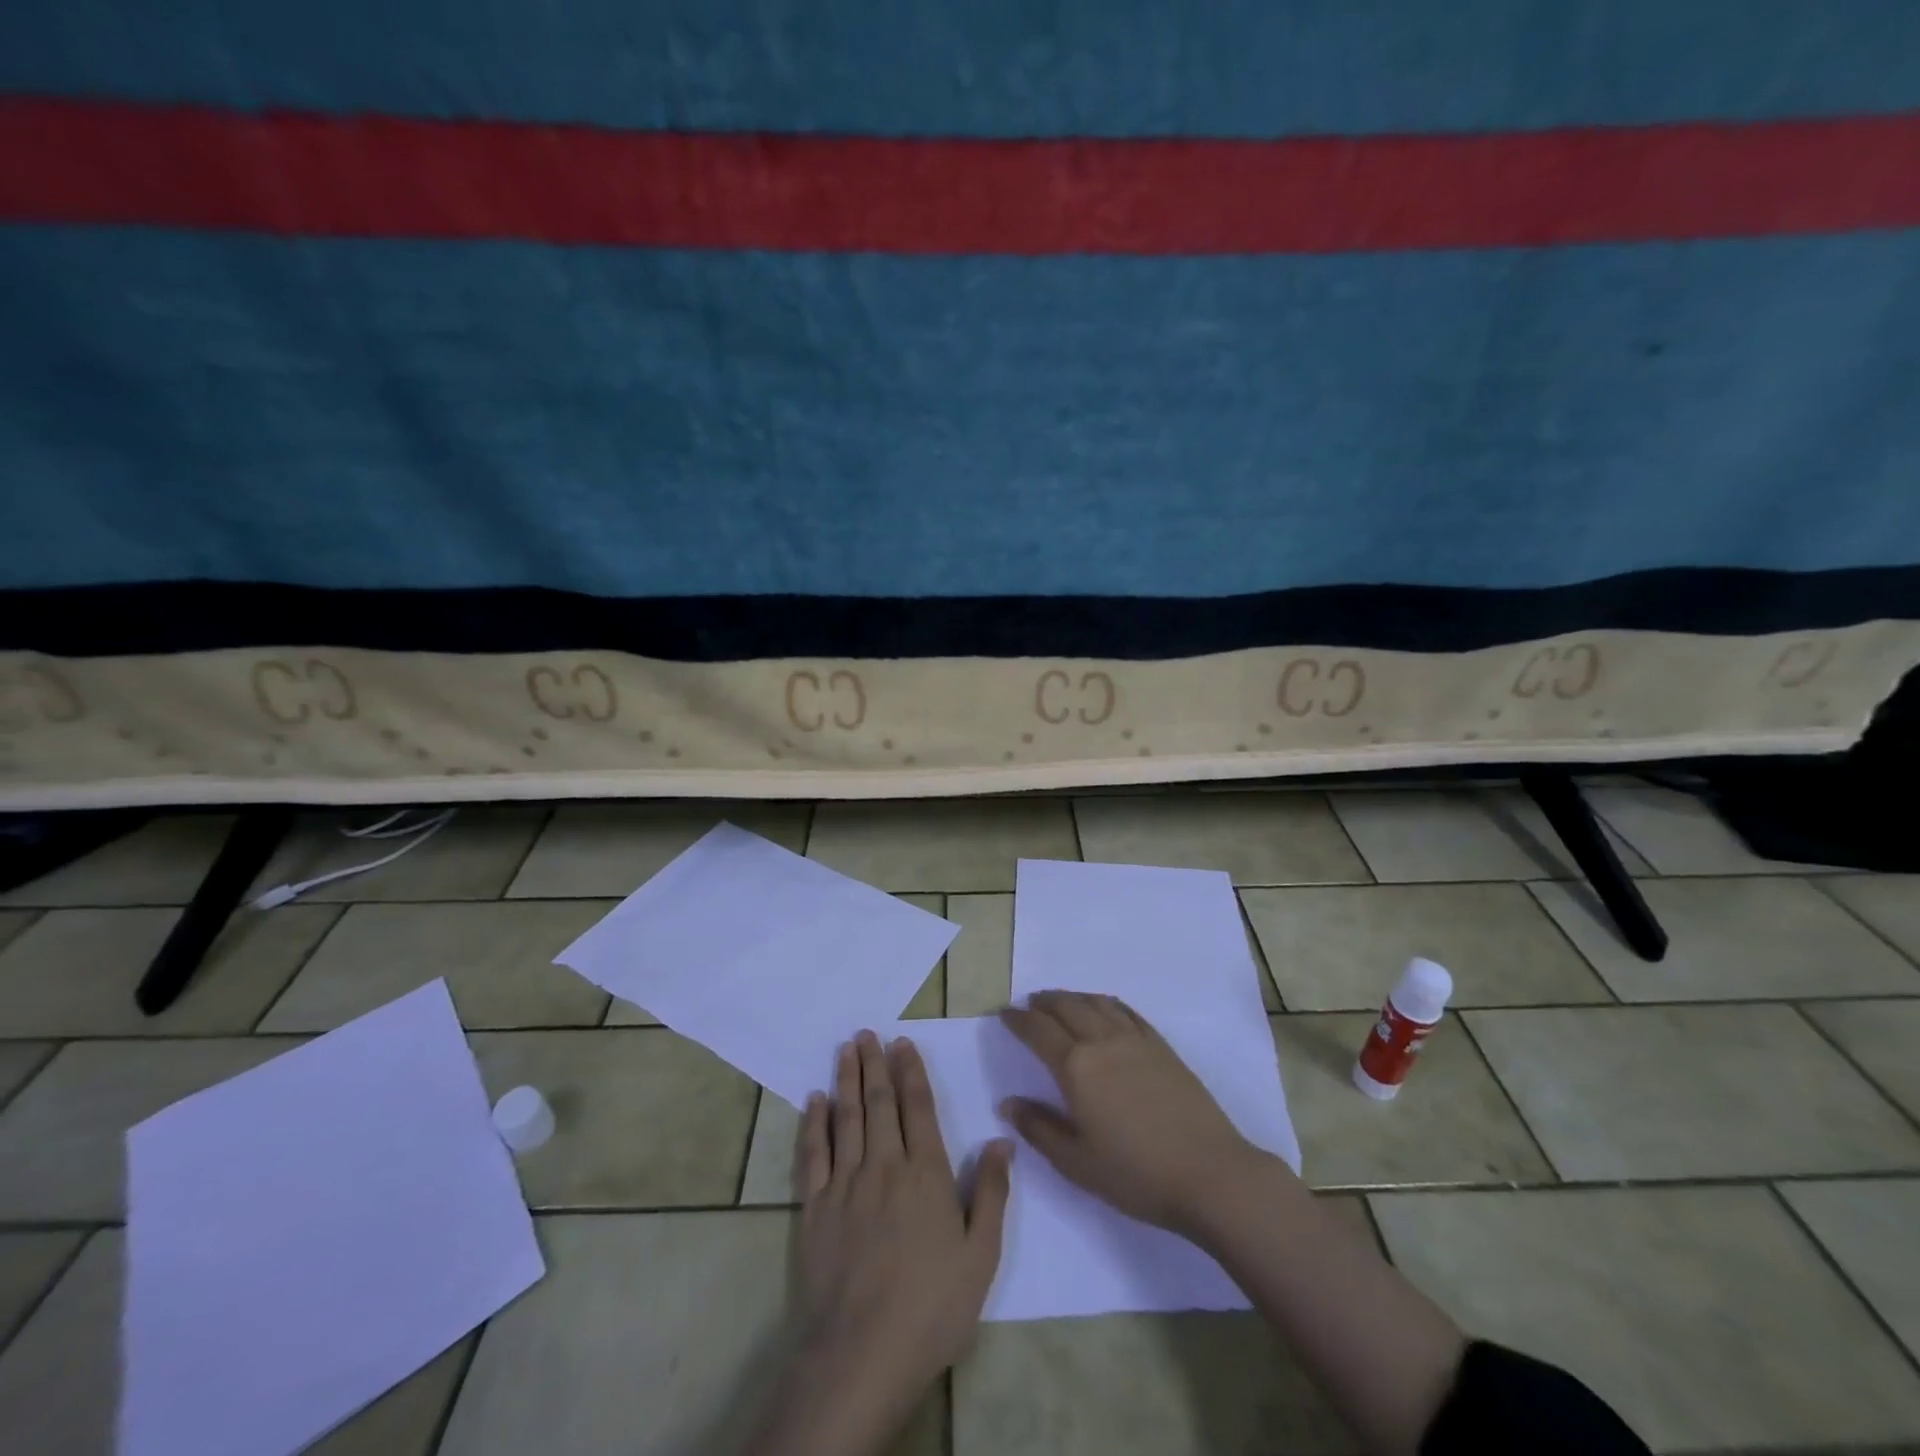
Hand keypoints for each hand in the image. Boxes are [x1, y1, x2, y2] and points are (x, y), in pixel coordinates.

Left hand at [777, 1031, 1011, 1452]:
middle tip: (868, 1033)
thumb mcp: (981, 1256)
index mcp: (926, 1174)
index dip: (910, 1072)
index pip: (918, 1108)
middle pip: (878, 1103)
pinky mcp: (815, 1208)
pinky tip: (814, 1100)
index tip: (902, 1043)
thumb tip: (1003, 1139)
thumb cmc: (931, 1307)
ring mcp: (845, 1184)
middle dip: (875, 1064)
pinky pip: (813, 1154)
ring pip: (845, 1117)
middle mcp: (884, 1166)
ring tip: (846, 1049)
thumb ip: (993, 1193)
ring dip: (846, 1079)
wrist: (861, 1354)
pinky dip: (814, 1123)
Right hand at [1000, 990, 1257, 1236]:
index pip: (1038, 1031)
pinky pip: (1126, 1011)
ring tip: (1061, 1000)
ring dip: (1073, 997)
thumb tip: (1007, 1103)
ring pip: (1096, 1003)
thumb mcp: (1076, 1162)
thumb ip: (1039, 1128)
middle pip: (1066, 1007)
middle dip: (1043, 1002)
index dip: (1018, 1020)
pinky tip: (1104, 1008)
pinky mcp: (1161, 1046)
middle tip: (1029, 1003)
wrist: (1209, 1173)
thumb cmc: (1136, 1174)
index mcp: (1076, 1067)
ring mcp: (1135, 1040)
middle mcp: (1102, 1041)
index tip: (1004, 1014)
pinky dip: (1106, 1002)